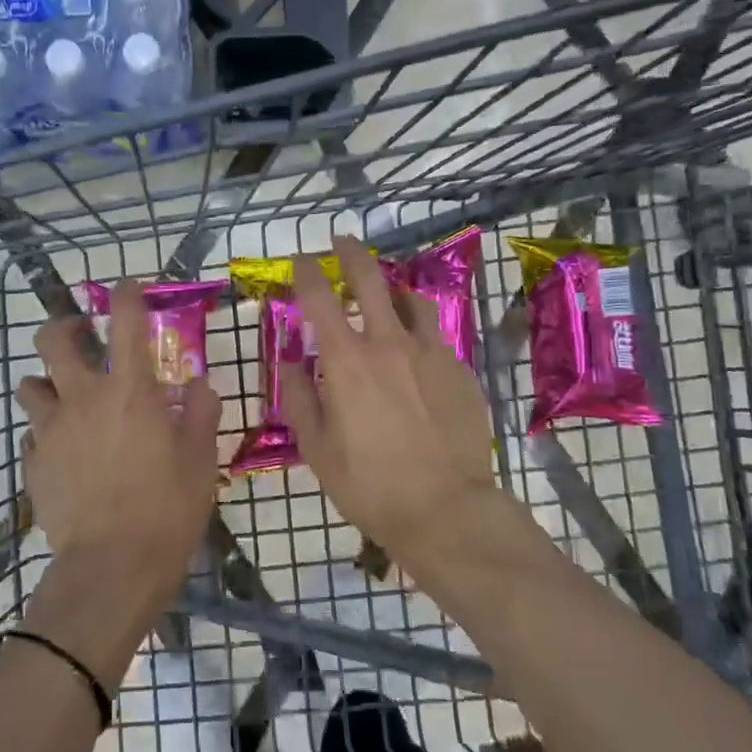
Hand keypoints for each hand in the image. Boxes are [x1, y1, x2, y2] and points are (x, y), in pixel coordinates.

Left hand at [15, 282, 221, 604]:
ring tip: (67, 400)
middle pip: (52, 339)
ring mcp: (51, 430)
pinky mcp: (33, 462)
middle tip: (82, 337)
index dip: (125, 294)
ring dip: (47, 383)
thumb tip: (200, 385)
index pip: (125, 321)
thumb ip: (201, 414)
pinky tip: (65, 452)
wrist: (113, 567)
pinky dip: (46, 432)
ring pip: (30, 384)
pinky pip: (32, 433)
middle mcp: (83, 398)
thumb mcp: (200, 460)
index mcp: (130, 390)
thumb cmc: (167, 509)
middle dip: (63, 327)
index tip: (127, 288)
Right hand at [283, 235, 496, 562]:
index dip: (306, 272)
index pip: (319, 298)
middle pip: (370, 280)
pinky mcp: (461, 371)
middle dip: (352, 254)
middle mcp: (389, 344)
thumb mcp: (317, 448)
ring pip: (412, 302)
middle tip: (342, 242)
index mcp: (347, 361)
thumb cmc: (369, 484)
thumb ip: (300, 398)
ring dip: (393, 292)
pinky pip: (437, 338)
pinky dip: (420, 334)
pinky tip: (418, 356)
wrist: (446, 509)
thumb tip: (290, 362)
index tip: (300, 260)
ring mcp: (431, 354)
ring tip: (387, 297)